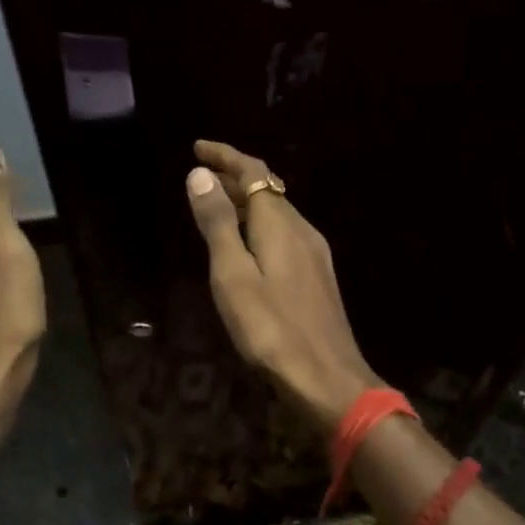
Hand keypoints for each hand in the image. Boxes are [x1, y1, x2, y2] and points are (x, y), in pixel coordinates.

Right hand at [184, 139, 382, 433]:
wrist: (326, 377)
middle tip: (201, 176)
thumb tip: (201, 174)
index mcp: (280, 224)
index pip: (255, 172)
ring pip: (277, 214)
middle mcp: (303, 230)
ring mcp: (315, 255)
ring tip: (218, 206)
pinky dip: (259, 226)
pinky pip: (284, 235)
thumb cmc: (271, 328)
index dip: (226, 156)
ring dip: (247, 202)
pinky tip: (247, 245)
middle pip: (268, 190)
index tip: (198, 147)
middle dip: (235, 177)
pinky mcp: (317, 278)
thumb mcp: (233, 275)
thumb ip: (217, 224)